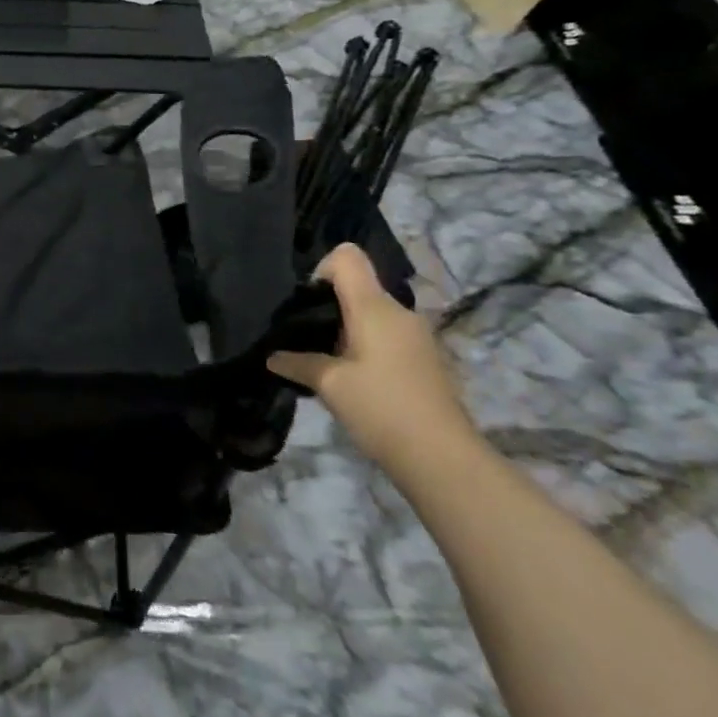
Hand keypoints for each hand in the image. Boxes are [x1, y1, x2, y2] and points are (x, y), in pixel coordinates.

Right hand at [267, 243, 478, 477]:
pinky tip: (358, 382)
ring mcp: (418, 336)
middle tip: (309, 340)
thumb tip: (272, 356)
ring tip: (330, 364)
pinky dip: (368, 347)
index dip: (321, 269)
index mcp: (374, 307)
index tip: (308, 305)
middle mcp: (399, 312)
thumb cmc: (382, 409)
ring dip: (349, 330)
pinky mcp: (426, 359)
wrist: (444, 460)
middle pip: (359, 286)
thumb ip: (297, 363)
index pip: (347, 256)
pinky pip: (388, 336)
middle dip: (330, 307)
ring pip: (373, 314)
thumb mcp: (329, 385)